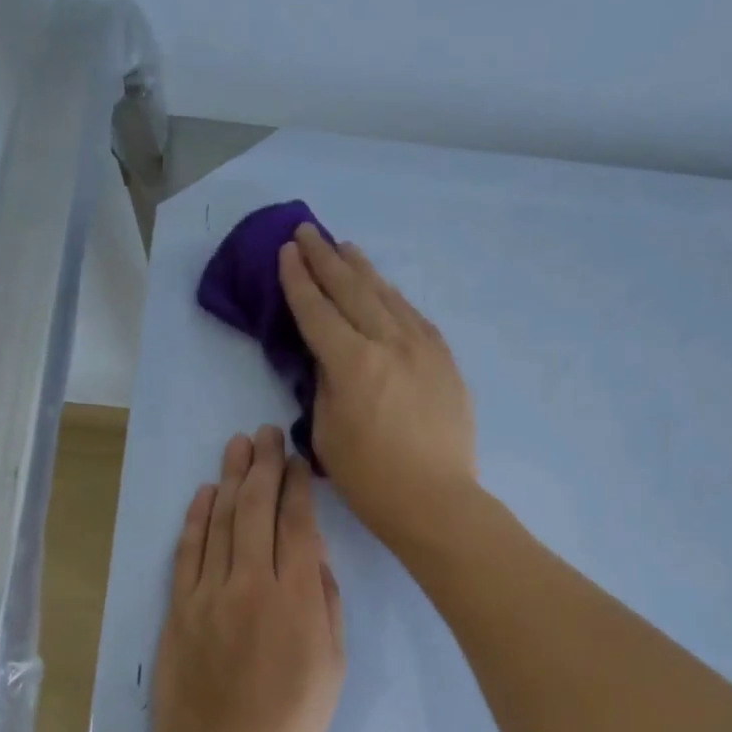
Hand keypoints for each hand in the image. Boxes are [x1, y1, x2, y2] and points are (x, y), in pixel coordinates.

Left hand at [151, 426, 344, 731]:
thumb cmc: (291, 720)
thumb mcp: (333, 664)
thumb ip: (325, 602)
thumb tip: (315, 555)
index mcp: (296, 598)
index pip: (298, 524)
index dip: (298, 486)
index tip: (297, 459)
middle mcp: (251, 584)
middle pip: (256, 510)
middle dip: (264, 466)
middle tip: (266, 433)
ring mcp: (208, 594)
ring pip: (220, 521)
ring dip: (231, 478)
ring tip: (238, 444)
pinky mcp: (178, 609)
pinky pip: (187, 552)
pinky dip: (196, 518)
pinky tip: (206, 492)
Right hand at [279, 224, 477, 547]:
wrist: (436, 500)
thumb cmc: (370, 479)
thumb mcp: (327, 433)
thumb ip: (325, 384)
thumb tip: (329, 356)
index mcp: (353, 364)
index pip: (317, 311)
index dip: (298, 281)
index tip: (286, 252)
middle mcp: (390, 344)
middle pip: (352, 291)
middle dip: (325, 259)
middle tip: (307, 232)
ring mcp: (423, 348)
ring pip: (387, 296)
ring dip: (362, 269)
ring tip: (344, 247)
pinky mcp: (445, 360)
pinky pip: (414, 317)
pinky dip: (393, 298)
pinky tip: (385, 290)